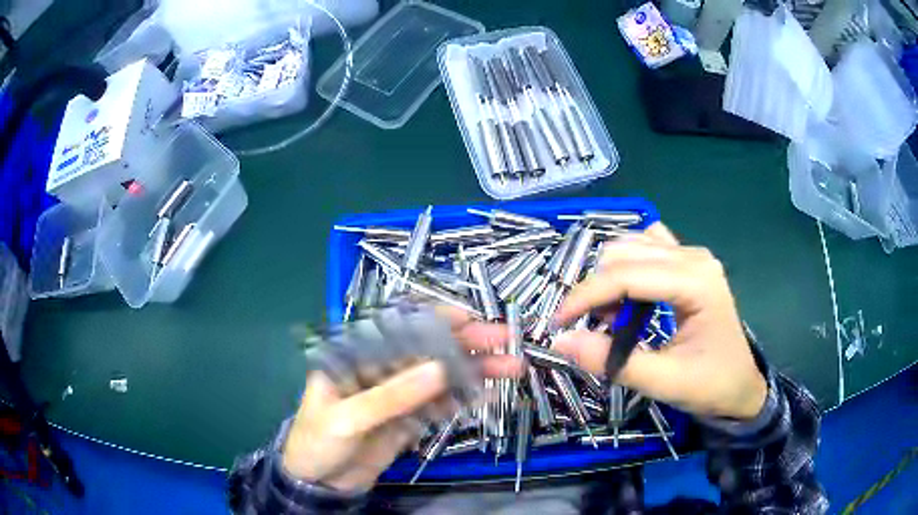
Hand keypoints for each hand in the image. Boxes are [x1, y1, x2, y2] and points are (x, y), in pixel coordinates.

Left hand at [282, 310, 521, 491]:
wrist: (318, 482)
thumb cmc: (318, 440)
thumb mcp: (348, 418)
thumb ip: (391, 396)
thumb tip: (439, 369)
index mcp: (356, 356)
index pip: (398, 326)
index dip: (434, 318)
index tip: (470, 317)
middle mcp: (380, 369)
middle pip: (427, 349)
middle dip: (465, 343)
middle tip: (505, 341)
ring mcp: (397, 394)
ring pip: (439, 376)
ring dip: (472, 371)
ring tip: (509, 368)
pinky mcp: (408, 418)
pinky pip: (439, 404)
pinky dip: (462, 399)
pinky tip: (486, 395)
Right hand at [552, 222, 766, 420]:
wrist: (741, 386)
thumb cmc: (711, 385)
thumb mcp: (663, 382)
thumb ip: (613, 362)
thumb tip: (561, 341)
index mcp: (696, 282)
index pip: (627, 275)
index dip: (586, 295)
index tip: (557, 323)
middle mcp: (694, 257)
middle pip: (625, 252)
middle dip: (597, 288)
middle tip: (589, 327)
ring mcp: (692, 255)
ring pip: (632, 245)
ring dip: (610, 277)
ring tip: (610, 317)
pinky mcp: (689, 263)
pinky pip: (647, 247)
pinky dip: (627, 267)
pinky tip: (628, 295)